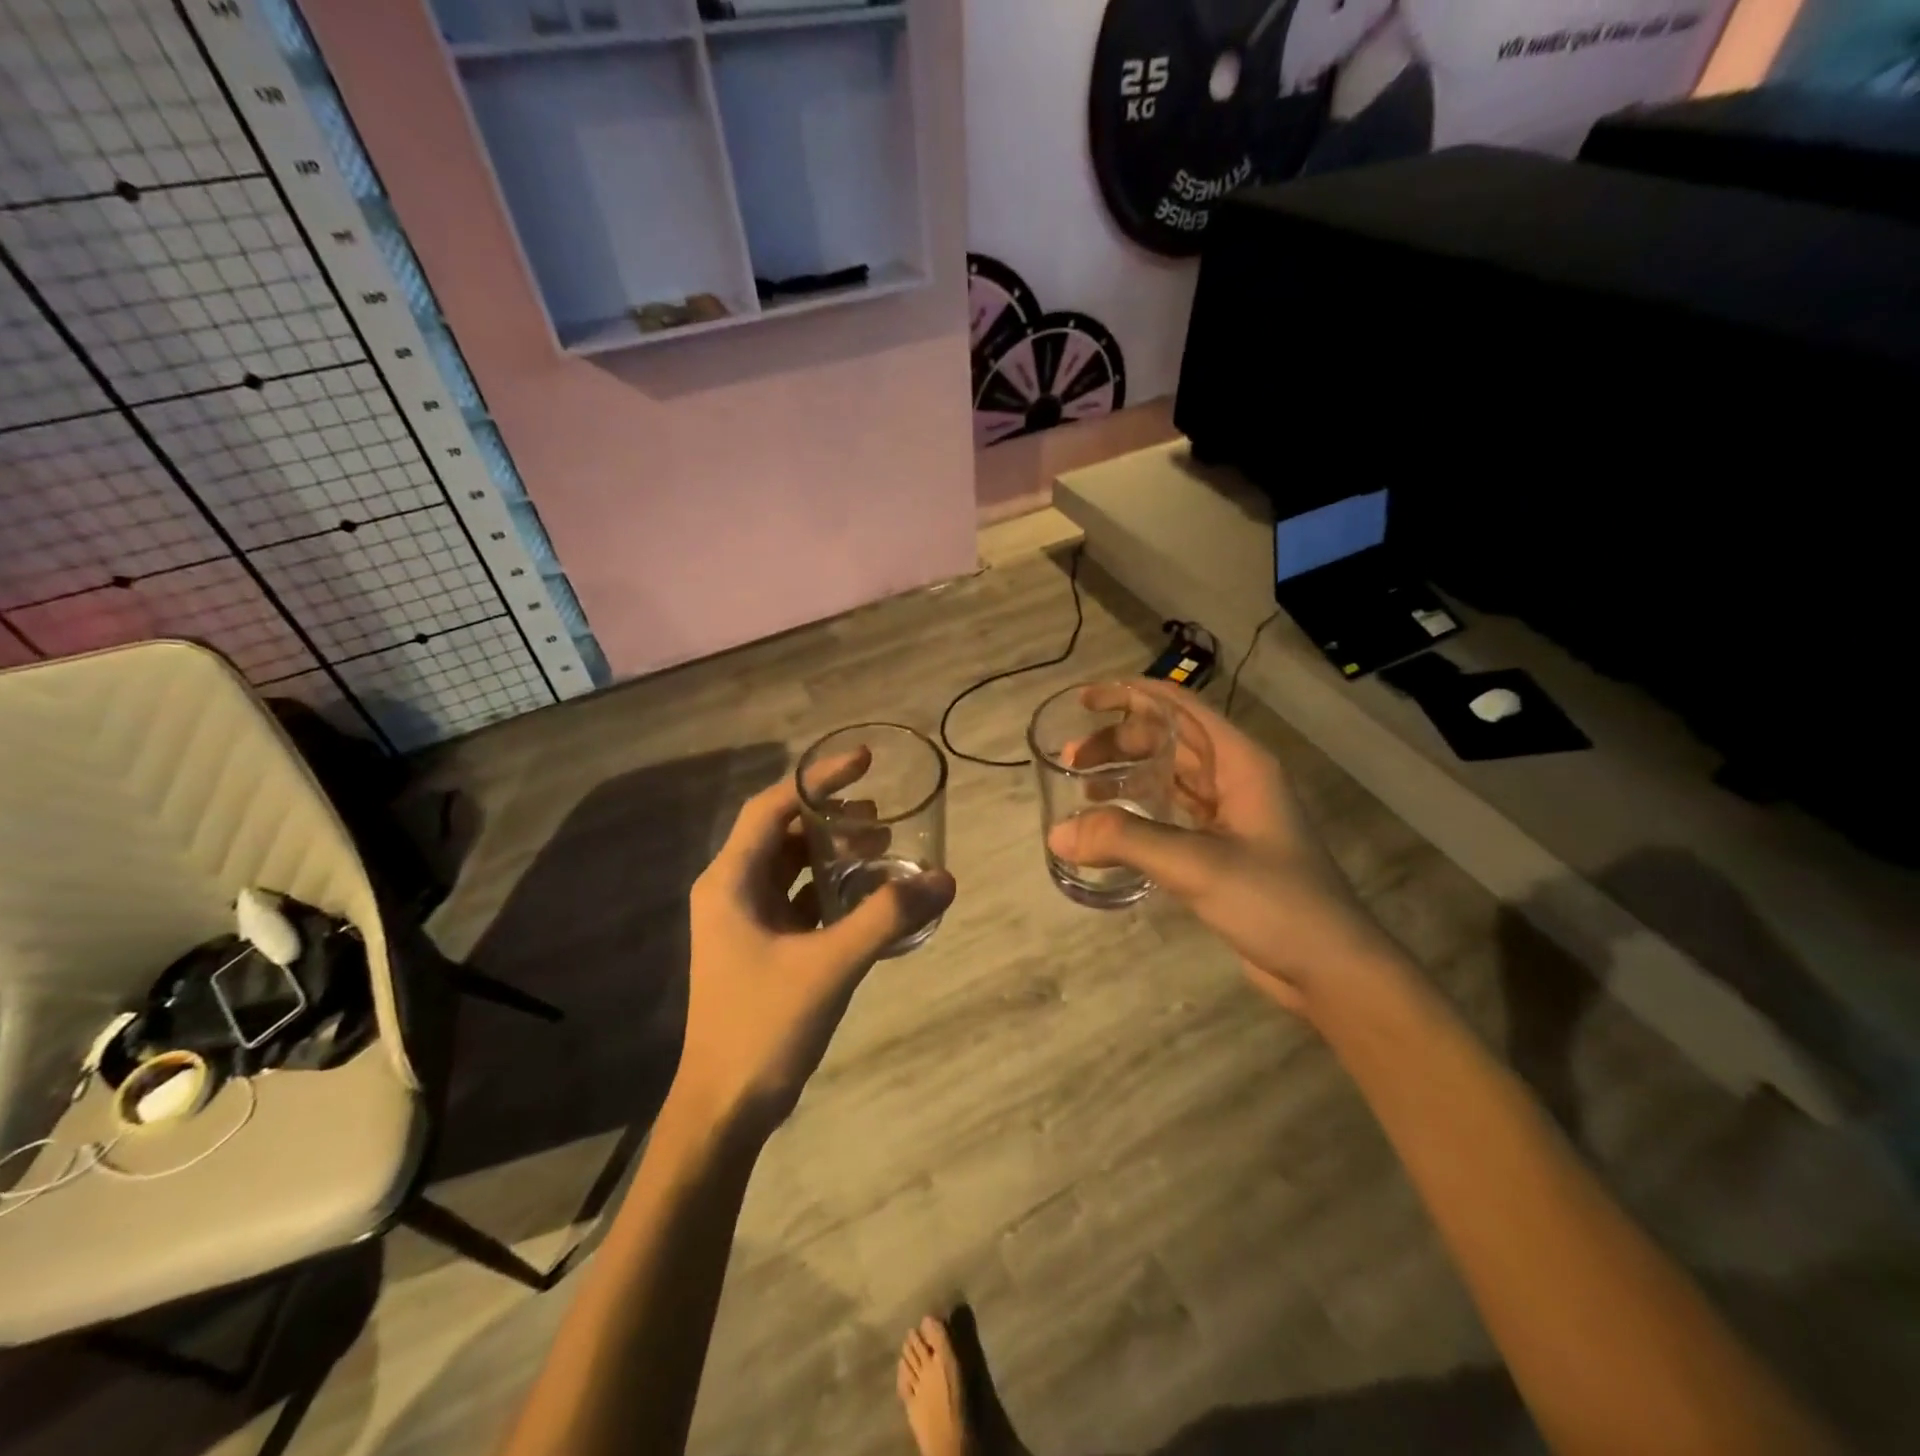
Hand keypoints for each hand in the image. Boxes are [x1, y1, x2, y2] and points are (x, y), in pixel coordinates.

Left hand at [676, 769, 955, 1136]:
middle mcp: (732, 890)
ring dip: (835, 852)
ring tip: (884, 847)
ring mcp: (746, 920)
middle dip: (832, 819)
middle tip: (883, 817)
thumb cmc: (763, 1026)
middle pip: (783, 833)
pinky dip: (833, 888)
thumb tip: (945, 879)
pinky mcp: (763, 946)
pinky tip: (870, 894)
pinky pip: (801, 899)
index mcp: (730, 881)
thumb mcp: (830, 965)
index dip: (818, 779)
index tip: (865, 763)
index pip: (773, 806)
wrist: (726, 1107)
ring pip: (793, 866)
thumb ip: (887, 918)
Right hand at [1047, 680, 1388, 1013]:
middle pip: (1168, 739)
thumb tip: (1055, 834)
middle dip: (1119, 740)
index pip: (1180, 707)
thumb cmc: (1275, 902)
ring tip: (1081, 789)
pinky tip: (1110, 826)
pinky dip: (1138, 810)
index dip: (1132, 695)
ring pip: (1168, 776)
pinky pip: (1171, 813)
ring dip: (1126, 774)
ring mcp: (1229, 814)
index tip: (1085, 699)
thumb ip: (1126, 841)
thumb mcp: (1198, 865)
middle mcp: (1234, 778)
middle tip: (1071, 760)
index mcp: (1240, 762)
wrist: (1331, 968)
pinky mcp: (1220, 848)